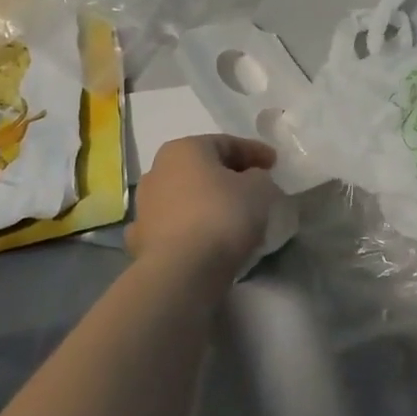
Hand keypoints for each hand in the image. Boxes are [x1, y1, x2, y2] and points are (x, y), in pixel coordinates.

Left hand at [129, 134, 280, 282]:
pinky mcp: (142, 240)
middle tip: (255, 188)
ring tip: (234, 218)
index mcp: (184, 149)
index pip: (226, 143)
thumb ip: (259, 177)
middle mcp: (158, 170)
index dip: (254, 152)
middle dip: (228, 176)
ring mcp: (145, 207)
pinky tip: (207, 240)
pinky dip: (192, 229)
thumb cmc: (221, 216)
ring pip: (186, 197)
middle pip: (202, 168)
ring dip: (208, 203)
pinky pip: (175, 227)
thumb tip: (252, 181)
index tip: (275, 164)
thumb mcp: (259, 188)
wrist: (180, 272)